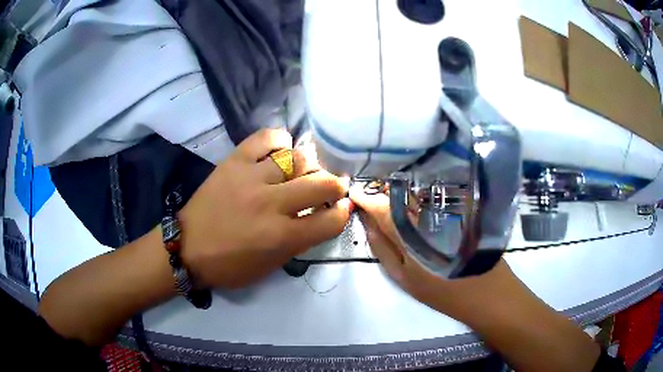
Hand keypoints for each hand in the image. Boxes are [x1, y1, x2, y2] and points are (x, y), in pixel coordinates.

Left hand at [180, 129, 351, 288]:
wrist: (187, 247)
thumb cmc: (230, 265)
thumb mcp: (271, 265)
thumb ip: (300, 241)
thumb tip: (322, 216)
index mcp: (282, 237)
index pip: (330, 220)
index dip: (343, 213)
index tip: (342, 208)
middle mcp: (272, 204)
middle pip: (322, 184)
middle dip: (336, 185)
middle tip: (332, 187)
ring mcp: (252, 178)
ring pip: (298, 158)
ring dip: (310, 165)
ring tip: (306, 171)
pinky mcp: (235, 161)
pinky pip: (266, 138)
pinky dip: (280, 141)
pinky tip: (282, 151)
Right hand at [349, 185, 512, 317]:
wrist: (487, 291)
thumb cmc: (442, 291)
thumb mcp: (404, 278)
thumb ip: (382, 249)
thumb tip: (366, 223)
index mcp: (411, 233)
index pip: (381, 206)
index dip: (365, 197)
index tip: (353, 192)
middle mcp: (429, 214)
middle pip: (398, 192)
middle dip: (380, 190)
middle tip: (368, 194)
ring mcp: (447, 208)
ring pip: (415, 191)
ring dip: (397, 189)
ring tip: (385, 195)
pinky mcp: (460, 207)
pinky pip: (432, 194)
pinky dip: (416, 193)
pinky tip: (411, 198)